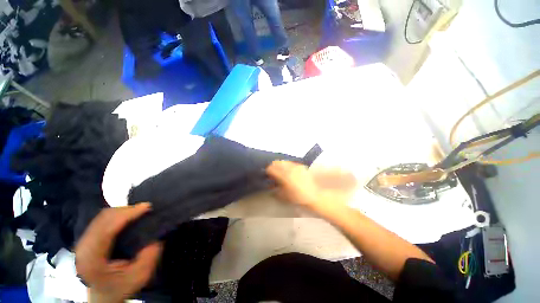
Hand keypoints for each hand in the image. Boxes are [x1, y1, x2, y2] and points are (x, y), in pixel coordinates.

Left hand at [75, 203, 161, 302]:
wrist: (102, 296)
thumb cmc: (120, 287)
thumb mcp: (139, 276)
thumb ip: (149, 256)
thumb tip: (156, 234)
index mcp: (92, 259)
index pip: (107, 229)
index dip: (127, 214)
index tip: (147, 207)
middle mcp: (83, 247)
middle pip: (103, 219)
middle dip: (126, 210)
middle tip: (145, 208)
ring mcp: (82, 242)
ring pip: (101, 217)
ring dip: (121, 211)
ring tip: (138, 211)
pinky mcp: (87, 239)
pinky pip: (101, 220)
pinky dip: (116, 215)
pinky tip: (127, 217)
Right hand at [266, 161, 357, 214]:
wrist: (317, 196)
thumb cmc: (300, 198)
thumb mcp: (285, 196)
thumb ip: (276, 190)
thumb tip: (271, 186)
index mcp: (284, 175)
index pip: (271, 168)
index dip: (268, 171)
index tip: (267, 176)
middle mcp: (290, 168)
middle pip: (277, 162)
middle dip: (273, 167)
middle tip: (274, 175)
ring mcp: (297, 166)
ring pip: (284, 162)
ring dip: (281, 166)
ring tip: (282, 174)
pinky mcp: (302, 167)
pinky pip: (292, 164)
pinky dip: (288, 166)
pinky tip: (290, 173)